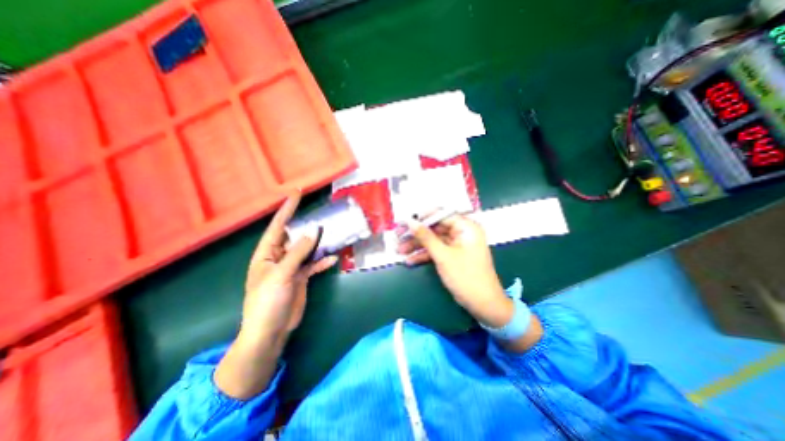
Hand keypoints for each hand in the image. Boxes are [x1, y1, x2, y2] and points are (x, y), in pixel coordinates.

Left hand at [242, 195, 335, 348]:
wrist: (270, 331)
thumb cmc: (267, 302)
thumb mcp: (281, 275)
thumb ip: (298, 253)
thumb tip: (313, 232)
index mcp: (266, 253)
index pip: (278, 226)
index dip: (287, 209)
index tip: (297, 193)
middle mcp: (279, 257)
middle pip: (295, 236)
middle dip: (307, 225)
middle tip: (322, 214)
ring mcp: (291, 268)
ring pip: (306, 250)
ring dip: (318, 243)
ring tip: (332, 234)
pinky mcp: (300, 277)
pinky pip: (313, 265)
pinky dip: (322, 261)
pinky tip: (333, 259)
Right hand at [399, 214, 515, 327]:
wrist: (483, 305)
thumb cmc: (466, 276)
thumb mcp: (443, 256)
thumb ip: (426, 237)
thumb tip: (410, 221)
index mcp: (466, 227)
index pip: (440, 215)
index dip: (421, 218)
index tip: (404, 221)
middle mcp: (462, 233)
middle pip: (435, 228)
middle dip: (416, 235)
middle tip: (398, 237)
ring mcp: (457, 245)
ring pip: (433, 240)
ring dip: (417, 246)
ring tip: (399, 250)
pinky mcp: (453, 256)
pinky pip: (436, 251)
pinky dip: (424, 255)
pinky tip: (410, 260)